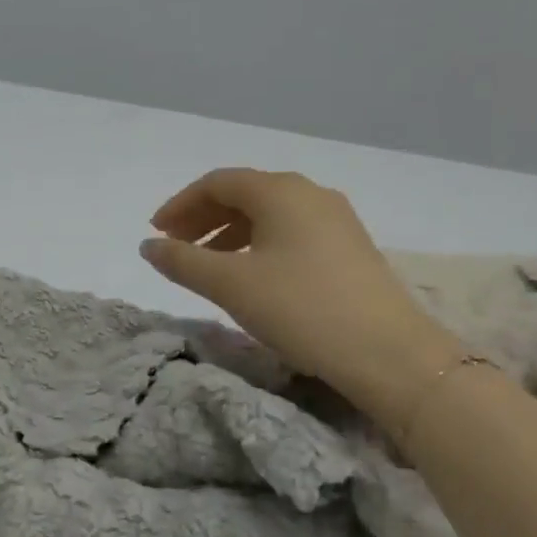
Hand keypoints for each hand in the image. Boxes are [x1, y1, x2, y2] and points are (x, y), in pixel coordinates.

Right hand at [141, 169, 462, 431]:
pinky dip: (258, 244)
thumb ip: (181, 261)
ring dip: (229, 232)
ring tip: (206, 264)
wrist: (388, 354)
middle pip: (244, 193)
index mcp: (280, 191)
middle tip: (175, 247)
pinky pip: (290, 232)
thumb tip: (148, 245)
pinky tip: (250, 274)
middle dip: (203, 217)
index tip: (156, 233)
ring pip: (268, 214)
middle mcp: (310, 194)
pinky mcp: (349, 247)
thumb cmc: (300, 308)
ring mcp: (335, 220)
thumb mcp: (229, 285)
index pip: (217, 182)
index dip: (180, 204)